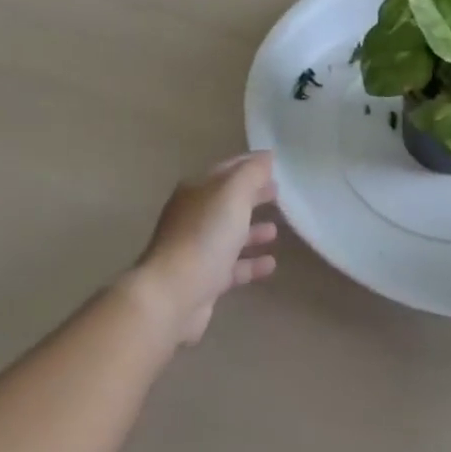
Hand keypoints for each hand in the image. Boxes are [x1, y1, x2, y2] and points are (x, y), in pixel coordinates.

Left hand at [124, 153, 278, 345]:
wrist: (172, 295)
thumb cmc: (204, 236)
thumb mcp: (232, 195)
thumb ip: (251, 174)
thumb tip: (266, 156)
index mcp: (196, 190)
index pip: (227, 170)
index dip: (250, 165)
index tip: (274, 163)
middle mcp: (193, 216)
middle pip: (227, 201)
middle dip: (252, 195)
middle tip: (278, 193)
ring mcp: (196, 248)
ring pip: (229, 234)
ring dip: (252, 230)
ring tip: (276, 229)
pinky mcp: (203, 279)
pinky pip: (232, 266)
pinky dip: (250, 263)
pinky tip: (271, 264)